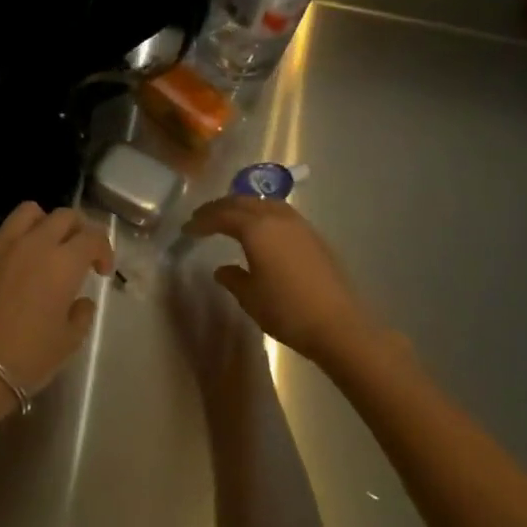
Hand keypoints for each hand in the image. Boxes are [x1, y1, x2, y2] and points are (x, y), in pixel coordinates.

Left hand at [0, 203, 113, 421]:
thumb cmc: (27, 357)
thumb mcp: (68, 341)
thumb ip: (81, 313)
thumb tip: (79, 300)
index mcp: (63, 262)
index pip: (92, 237)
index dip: (103, 250)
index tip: (101, 271)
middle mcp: (33, 243)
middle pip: (63, 216)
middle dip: (77, 230)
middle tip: (77, 253)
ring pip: (28, 212)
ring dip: (43, 224)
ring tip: (42, 246)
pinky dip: (11, 239)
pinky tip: (10, 262)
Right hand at [181, 197, 388, 374]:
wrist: (339, 324)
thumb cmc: (287, 311)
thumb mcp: (250, 297)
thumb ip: (233, 278)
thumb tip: (222, 269)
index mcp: (256, 229)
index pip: (222, 215)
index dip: (202, 220)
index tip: (187, 229)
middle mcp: (277, 218)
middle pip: (243, 201)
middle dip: (220, 207)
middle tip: (203, 217)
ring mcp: (299, 225)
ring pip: (265, 203)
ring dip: (243, 206)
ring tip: (230, 218)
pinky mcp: (314, 236)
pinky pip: (280, 213)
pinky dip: (262, 214)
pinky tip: (261, 230)